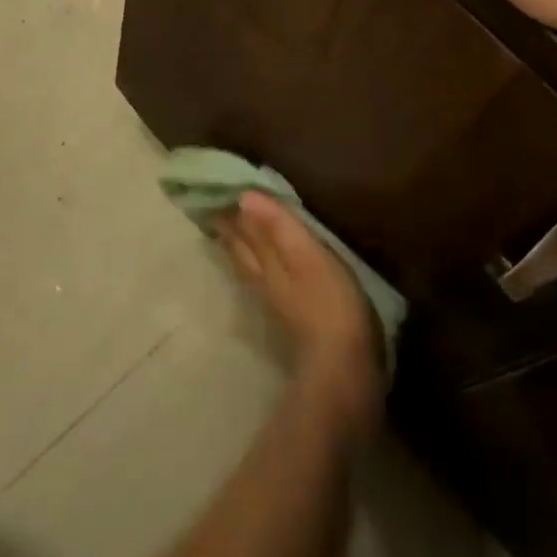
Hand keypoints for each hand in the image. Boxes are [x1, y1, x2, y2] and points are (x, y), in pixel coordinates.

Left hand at [218, 192, 383, 437]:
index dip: (228, 210)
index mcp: (264, 261)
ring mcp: (273, 300)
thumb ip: (278, 226)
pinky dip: (253, 265)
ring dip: (237, 245)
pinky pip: (261, 280)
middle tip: (213, 205)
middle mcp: (261, 278)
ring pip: (246, 265)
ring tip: (228, 229)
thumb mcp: (306, 255)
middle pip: (239, 248)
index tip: (213, 189)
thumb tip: (244, 196)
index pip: (240, 229)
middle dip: (228, 227)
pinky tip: (258, 267)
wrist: (342, 367)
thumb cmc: (328, 302)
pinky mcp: (288, 316)